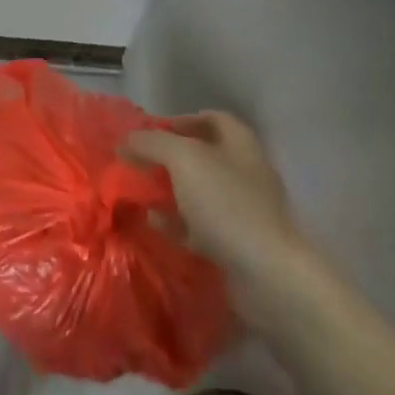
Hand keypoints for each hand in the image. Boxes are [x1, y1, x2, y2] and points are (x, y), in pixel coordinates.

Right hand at [123, 111, 316, 317]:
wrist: (268, 276)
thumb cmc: (227, 204)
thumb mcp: (182, 159)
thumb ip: (151, 142)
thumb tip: (126, 140)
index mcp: (240, 144)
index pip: (211, 118)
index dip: (180, 120)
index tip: (151, 132)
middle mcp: (245, 173)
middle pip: (203, 156)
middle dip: (168, 159)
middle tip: (138, 164)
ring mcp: (243, 211)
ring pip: (199, 193)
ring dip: (169, 192)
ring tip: (138, 194)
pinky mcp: (238, 245)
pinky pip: (200, 227)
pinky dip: (176, 224)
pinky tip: (154, 226)